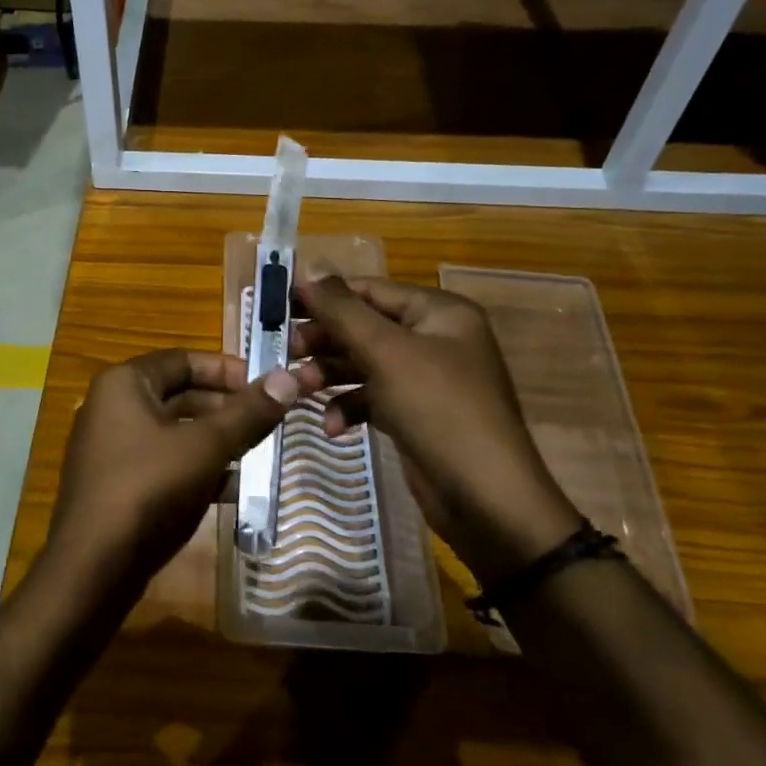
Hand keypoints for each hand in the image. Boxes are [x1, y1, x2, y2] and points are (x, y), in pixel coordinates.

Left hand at [48, 349, 322, 592]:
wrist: (93, 568)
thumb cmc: (149, 489)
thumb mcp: (206, 447)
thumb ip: (248, 413)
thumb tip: (289, 378)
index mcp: (124, 383)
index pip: (184, 360)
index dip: (228, 369)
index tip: (267, 385)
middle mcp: (112, 407)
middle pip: (180, 394)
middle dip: (226, 407)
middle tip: (269, 421)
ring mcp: (112, 447)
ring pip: (175, 431)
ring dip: (216, 439)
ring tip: (259, 451)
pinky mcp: (118, 483)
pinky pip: (164, 461)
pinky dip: (196, 466)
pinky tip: (233, 486)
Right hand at [292, 276, 580, 583]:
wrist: (486, 499)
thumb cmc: (439, 409)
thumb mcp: (387, 353)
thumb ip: (344, 309)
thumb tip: (310, 266)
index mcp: (439, 312)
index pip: (371, 290)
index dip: (325, 295)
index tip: (279, 305)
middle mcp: (434, 339)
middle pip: (364, 327)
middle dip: (325, 340)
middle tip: (285, 351)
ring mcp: (426, 379)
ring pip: (364, 363)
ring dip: (330, 375)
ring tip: (299, 389)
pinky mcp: (415, 414)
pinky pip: (373, 397)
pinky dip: (350, 406)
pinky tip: (333, 426)